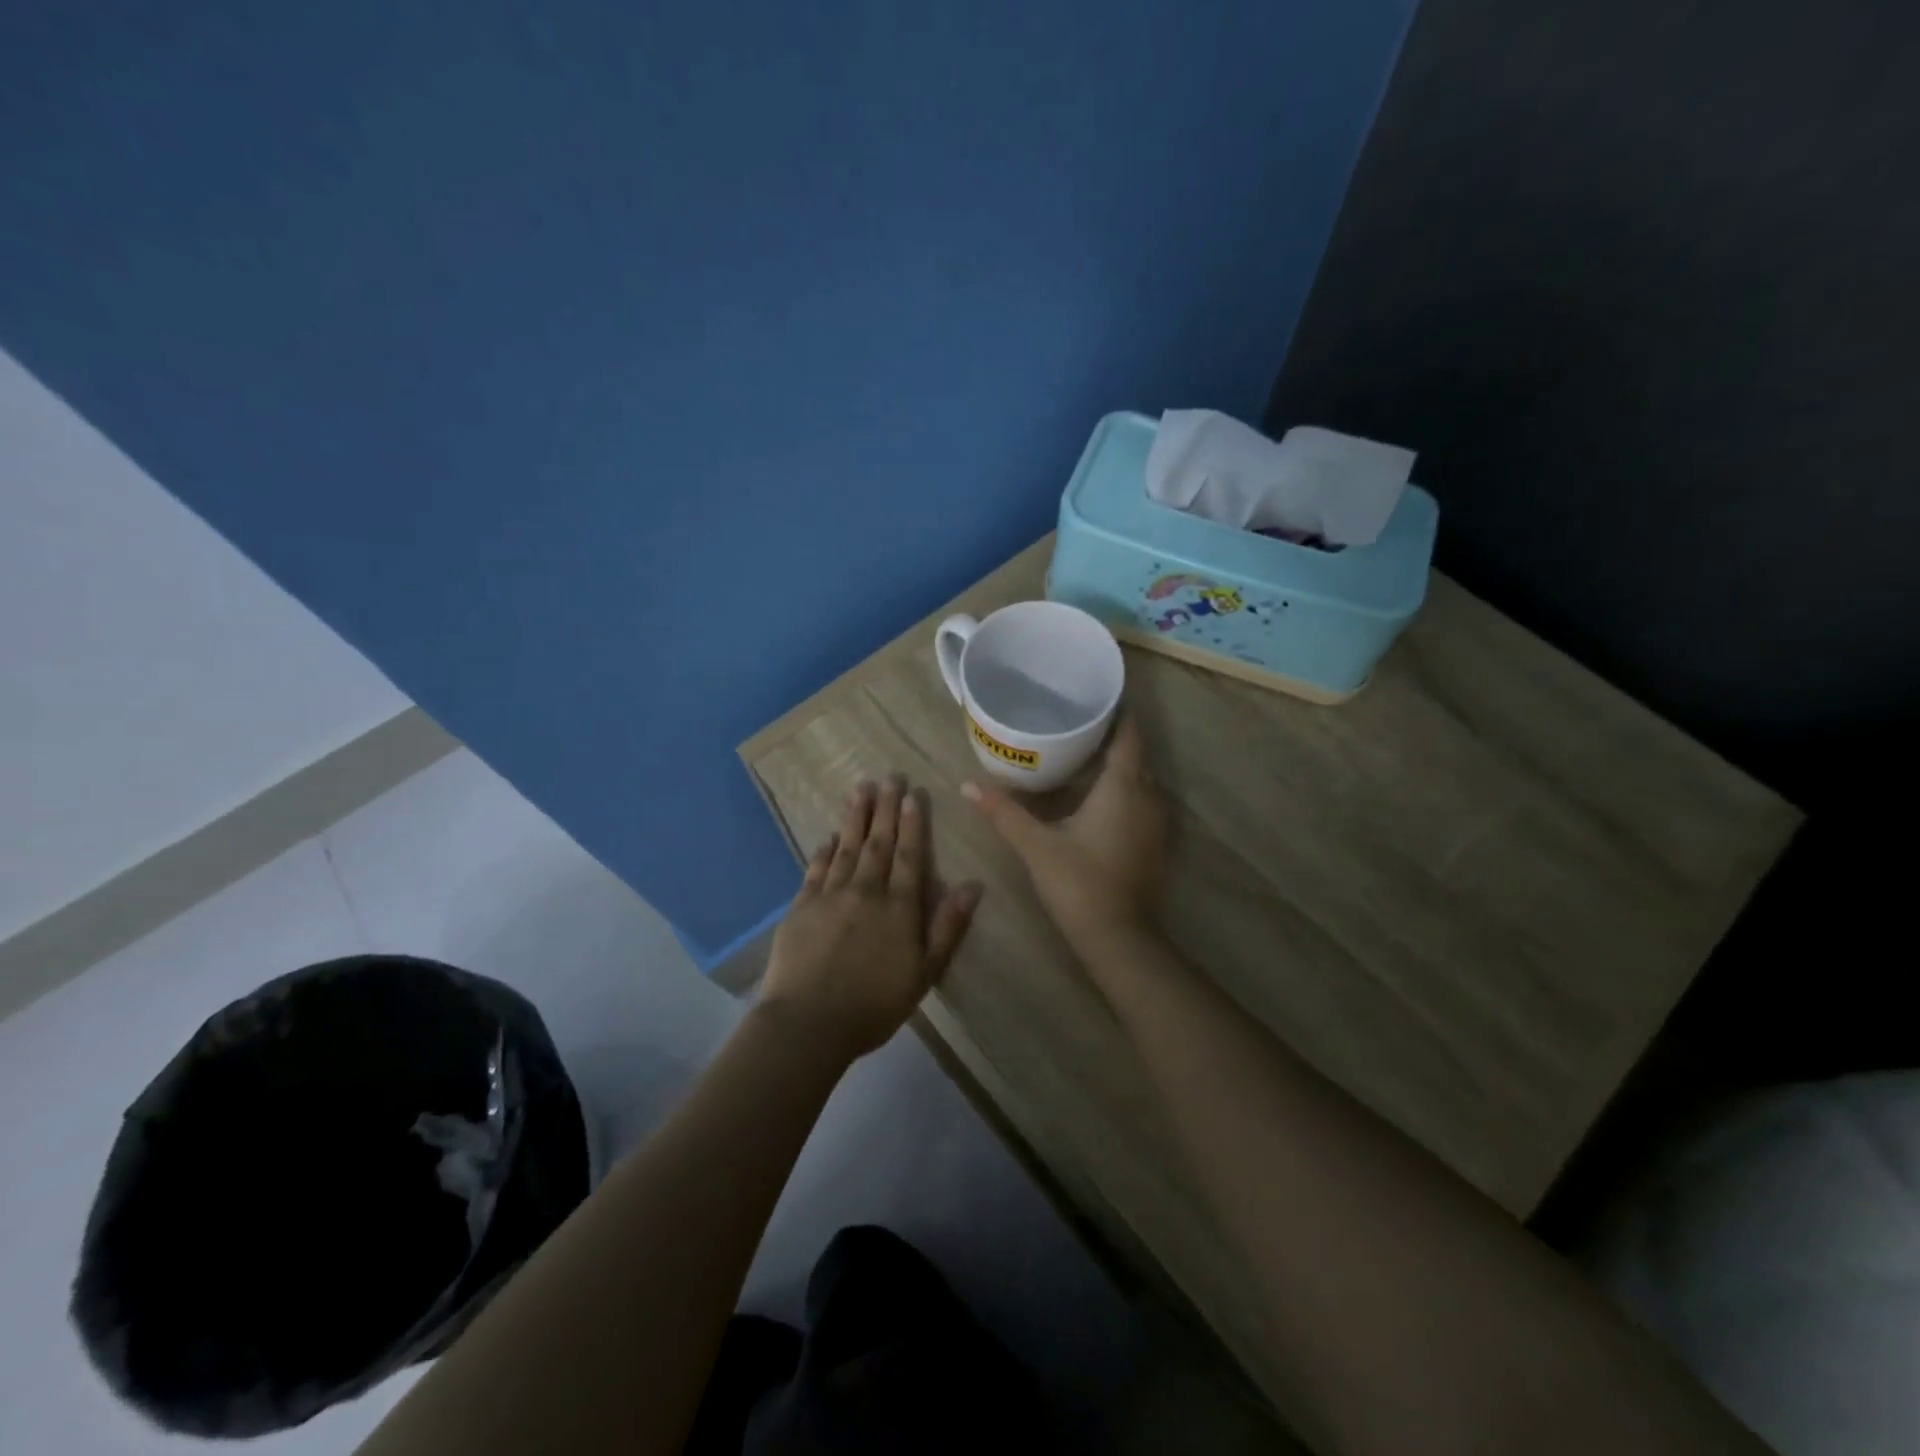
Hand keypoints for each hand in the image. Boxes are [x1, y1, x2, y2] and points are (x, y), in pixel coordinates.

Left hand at [758, 776, 981, 1061]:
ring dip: (855, 817)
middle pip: (877, 842)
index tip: (913, 795)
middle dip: (884, 808)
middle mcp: (866, 891)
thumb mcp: (924, 973)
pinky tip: (830, 835)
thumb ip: (948, 927)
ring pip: (847, 847)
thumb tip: (972, 886)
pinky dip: (825, 849)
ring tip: (860, 788)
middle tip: (888, 776)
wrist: (809, 1023)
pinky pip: (816, 868)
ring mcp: (830, 895)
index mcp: (898, 907)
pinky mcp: (802, 906)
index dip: (912, 824)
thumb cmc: (874, 1005)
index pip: (908, 855)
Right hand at [963, 714, 1167, 941]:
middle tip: (1076, 720)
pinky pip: (1141, 800)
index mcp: (1123, 787)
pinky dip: (1123, 788)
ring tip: (1083, 750)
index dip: (1117, 712)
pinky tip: (1096, 794)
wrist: (1118, 937)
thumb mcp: (1035, 844)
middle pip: (1135, 753)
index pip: (1129, 734)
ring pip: (1140, 778)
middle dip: (1112, 734)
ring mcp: (1155, 822)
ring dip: (1118, 763)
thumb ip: (1003, 811)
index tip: (1094, 697)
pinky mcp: (1153, 843)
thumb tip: (967, 784)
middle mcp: (1147, 797)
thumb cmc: (1078, 882)